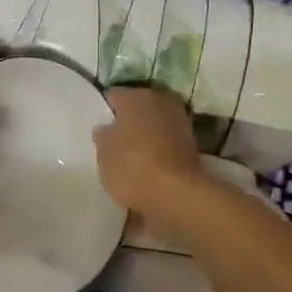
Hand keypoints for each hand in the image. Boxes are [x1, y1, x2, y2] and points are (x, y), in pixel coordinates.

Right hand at [93, 87, 220, 230]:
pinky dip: (159, 153)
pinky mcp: (192, 147)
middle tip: (114, 144)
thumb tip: (107, 128)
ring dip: (146, 138)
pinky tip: (148, 170)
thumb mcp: (103, 151)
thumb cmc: (132, 166)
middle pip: (137, 110)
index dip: (105, 112)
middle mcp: (161, 101)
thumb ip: (103, 135)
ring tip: (131, 160)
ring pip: (154, 127)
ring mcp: (180, 123)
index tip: (99, 129)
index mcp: (136, 96)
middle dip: (128, 124)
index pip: (113, 97)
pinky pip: (167, 145)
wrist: (176, 195)